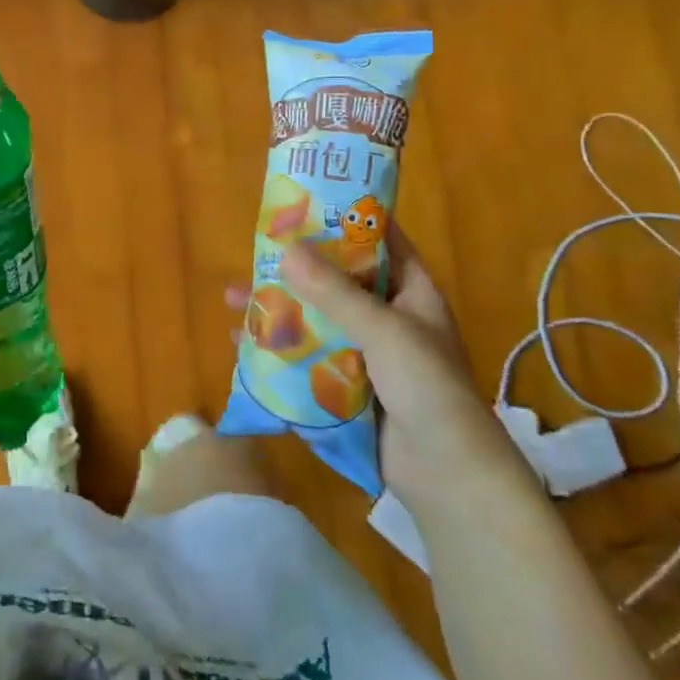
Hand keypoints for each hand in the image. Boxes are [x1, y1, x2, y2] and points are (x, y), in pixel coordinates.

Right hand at [229, 223, 518, 501]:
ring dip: (276, 309)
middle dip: (294, 268)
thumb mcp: (384, 331)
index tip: (305, 201)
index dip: (346, 220)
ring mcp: (363, 354)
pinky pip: (303, 358)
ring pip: (313, 320)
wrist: (448, 478)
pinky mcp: (343, 387)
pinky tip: (239, 343)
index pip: (379, 242)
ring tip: (231, 298)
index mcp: (410, 293)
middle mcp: (386, 318)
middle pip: (335, 280)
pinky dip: (275, 348)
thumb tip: (286, 249)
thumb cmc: (428, 389)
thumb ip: (335, 293)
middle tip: (253, 251)